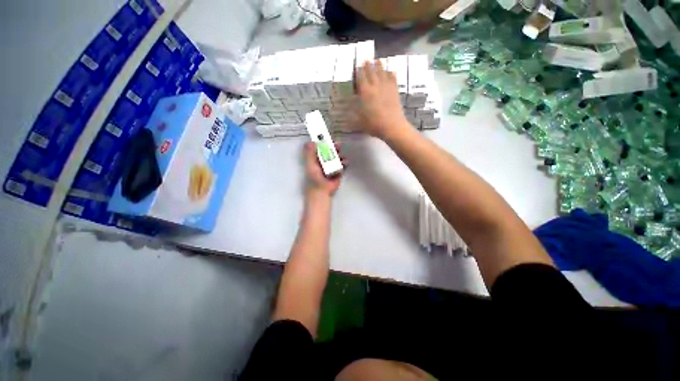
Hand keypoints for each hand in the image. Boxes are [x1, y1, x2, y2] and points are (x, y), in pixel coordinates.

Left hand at [304, 142, 344, 196]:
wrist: (322, 190)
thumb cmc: (314, 178)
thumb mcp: (310, 165)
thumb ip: (309, 154)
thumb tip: (310, 142)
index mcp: (315, 158)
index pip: (320, 147)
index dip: (324, 142)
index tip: (327, 138)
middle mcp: (324, 160)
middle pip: (330, 151)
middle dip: (334, 147)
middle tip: (337, 145)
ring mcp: (331, 165)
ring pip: (337, 156)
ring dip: (340, 154)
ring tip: (341, 156)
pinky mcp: (338, 170)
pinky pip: (342, 164)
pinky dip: (344, 162)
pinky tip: (345, 162)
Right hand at [356, 60, 408, 138]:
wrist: (392, 126)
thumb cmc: (374, 125)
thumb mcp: (360, 122)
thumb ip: (353, 116)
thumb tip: (346, 115)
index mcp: (365, 92)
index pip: (361, 77)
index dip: (359, 71)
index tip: (357, 66)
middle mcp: (375, 86)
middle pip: (371, 71)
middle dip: (368, 65)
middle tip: (366, 59)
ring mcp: (386, 86)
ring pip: (382, 71)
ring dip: (379, 65)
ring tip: (377, 60)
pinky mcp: (395, 90)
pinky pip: (392, 77)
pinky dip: (390, 72)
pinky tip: (390, 71)